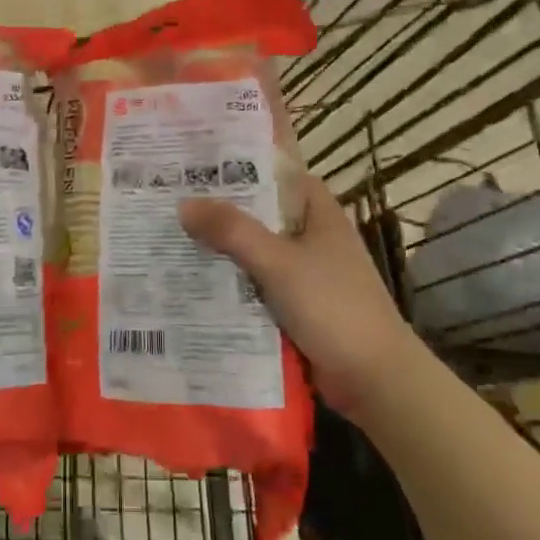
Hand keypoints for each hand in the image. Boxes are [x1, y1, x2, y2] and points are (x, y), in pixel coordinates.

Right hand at [179, 174, 412, 415]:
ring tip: (165, 235)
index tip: (194, 160)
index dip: (238, 162)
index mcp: (317, 211)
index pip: (275, 171)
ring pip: (252, 249)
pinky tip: (189, 280)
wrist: (374, 378)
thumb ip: (233, 231)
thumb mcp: (280, 262)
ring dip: (218, 247)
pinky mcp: (293, 303)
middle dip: (217, 208)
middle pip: (257, 212)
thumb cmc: (334, 307)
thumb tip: (184, 204)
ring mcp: (302, 270)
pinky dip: (227, 281)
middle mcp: (309, 234)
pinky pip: (252, 282)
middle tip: (165, 198)